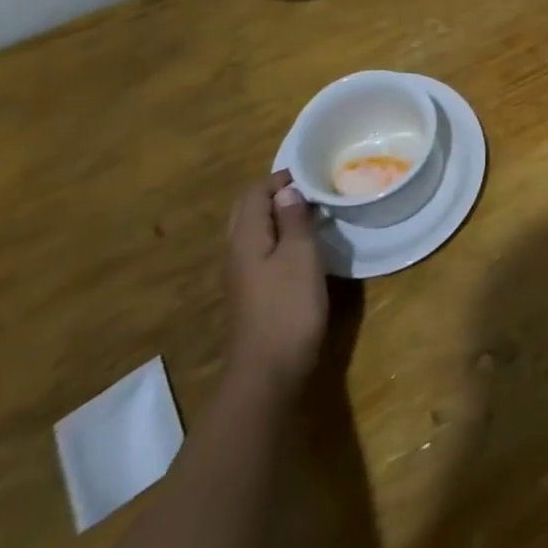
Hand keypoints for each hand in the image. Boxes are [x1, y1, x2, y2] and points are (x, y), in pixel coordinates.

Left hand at [226, 171, 328, 392]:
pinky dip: (277, 237)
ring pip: (252, 230)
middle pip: (247, 210)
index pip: (254, 193)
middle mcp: (235, 252)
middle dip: (274, 194)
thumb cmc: (288, 307)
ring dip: (276, 216)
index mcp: (245, 238)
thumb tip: (288, 190)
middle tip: (309, 191)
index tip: (312, 176)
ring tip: (310, 213)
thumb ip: (294, 220)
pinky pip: (259, 250)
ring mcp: (240, 274)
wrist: (268, 371)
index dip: (280, 179)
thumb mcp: (300, 256)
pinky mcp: (250, 292)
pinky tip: (300, 246)